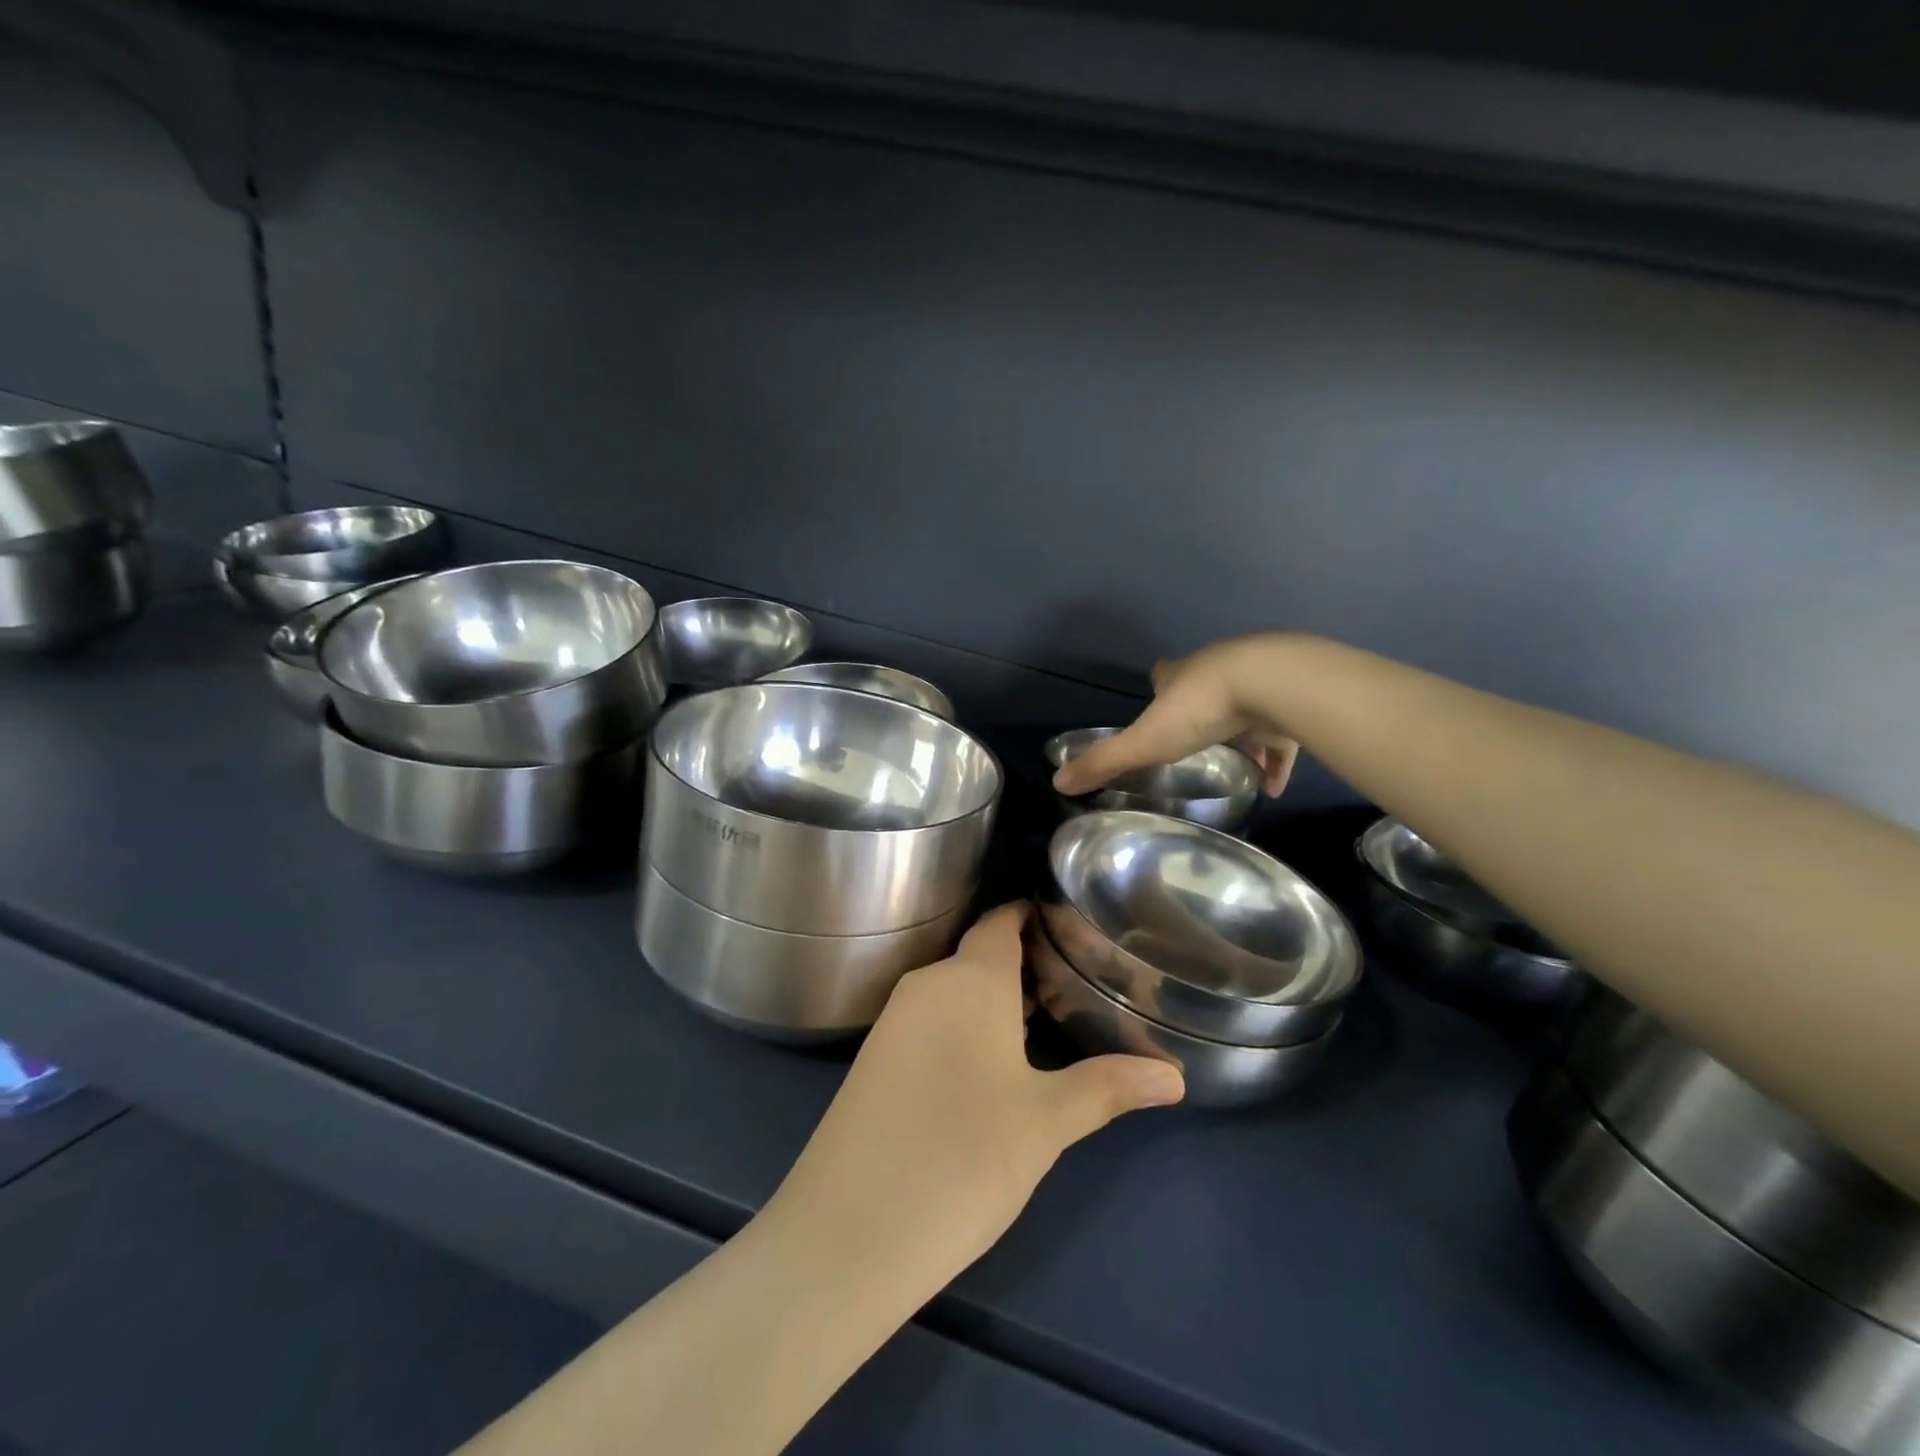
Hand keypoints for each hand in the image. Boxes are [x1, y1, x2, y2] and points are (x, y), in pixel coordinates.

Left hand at [766, 903, 1183, 1280]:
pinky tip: (986, 1068)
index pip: (1001, 921)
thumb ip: (1108, 1087)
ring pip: (954, 991)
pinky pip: (929, 1020)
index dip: (1032, 915)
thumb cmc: (964, 1156)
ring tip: (1043, 1025)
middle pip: (980, 956)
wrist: (851, 1228)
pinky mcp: (874, 1057)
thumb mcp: (1046, 1122)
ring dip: (994, 1001)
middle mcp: (927, 984)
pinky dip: (963, 1027)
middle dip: (1024, 966)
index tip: (1069, 923)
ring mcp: (894, 1020)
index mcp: (969, 978)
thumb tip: (1174, 1076)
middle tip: (1074, 985)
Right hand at [1053, 633, 1301, 797]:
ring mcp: (1259, 682)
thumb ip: (1105, 762)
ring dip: (1243, 735)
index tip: (1158, 697)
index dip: (1161, 684)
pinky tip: (1273, 786)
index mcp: (1181, 675)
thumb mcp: (1145, 741)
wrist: (1273, 684)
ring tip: (1238, 768)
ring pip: (1248, 707)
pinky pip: (1282, 736)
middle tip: (1195, 739)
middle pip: (1207, 686)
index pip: (1165, 673)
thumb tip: (1058, 782)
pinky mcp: (1290, 701)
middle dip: (1201, 707)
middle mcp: (1218, 670)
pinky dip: (1277, 760)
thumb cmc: (1201, 708)